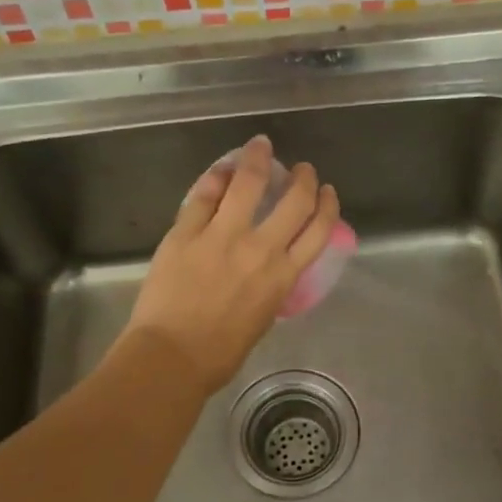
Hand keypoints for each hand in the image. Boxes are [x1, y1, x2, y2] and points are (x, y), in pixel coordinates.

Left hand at [122, 135, 340, 393]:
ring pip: (247, 183)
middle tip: (302, 168)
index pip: (318, 230)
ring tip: (260, 145)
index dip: (327, 205)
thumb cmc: (220, 352)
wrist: (173, 356)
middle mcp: (260, 249)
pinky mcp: (187, 232)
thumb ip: (271, 285)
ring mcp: (222, 236)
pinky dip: (215, 178)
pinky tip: (221, 169)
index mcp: (283, 275)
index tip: (327, 192)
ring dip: (258, 158)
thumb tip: (268, 267)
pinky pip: (204, 195)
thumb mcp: (263, 318)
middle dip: (303, 178)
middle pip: (294, 200)